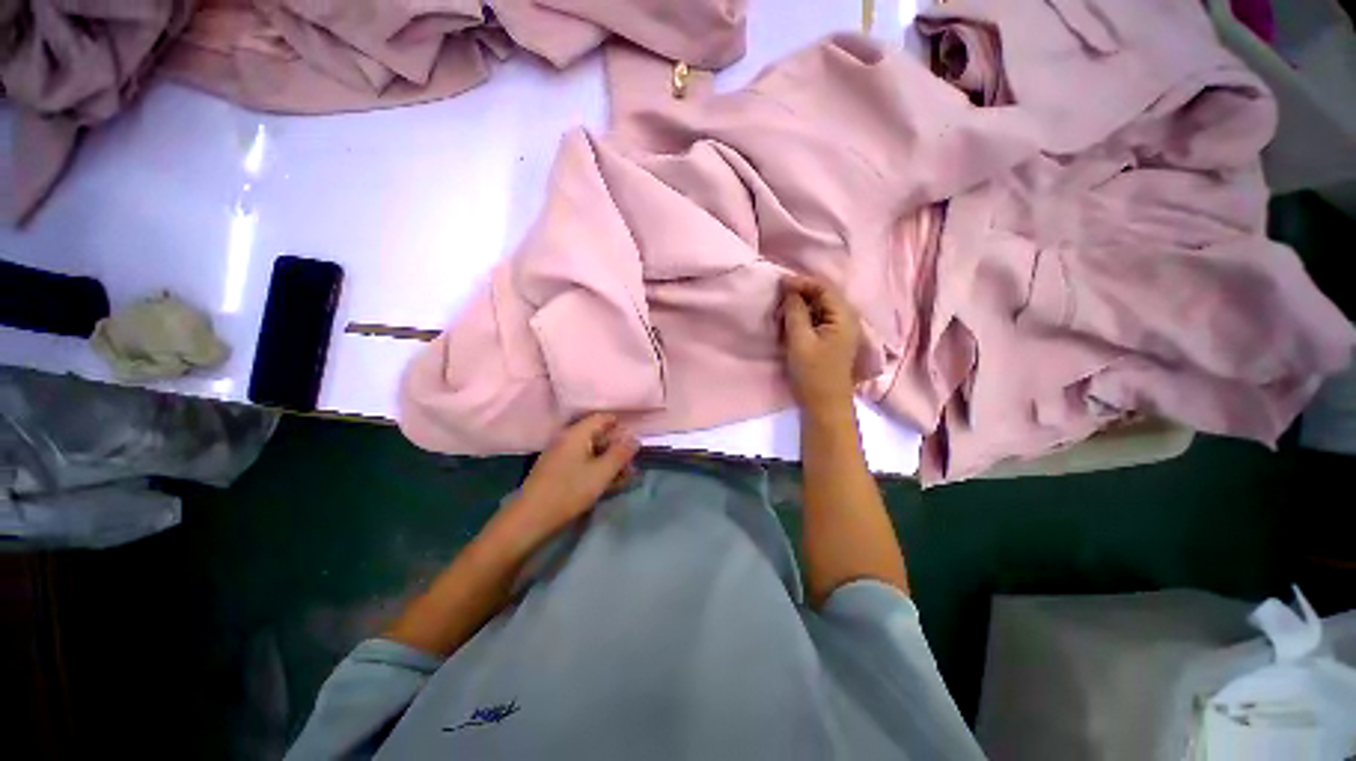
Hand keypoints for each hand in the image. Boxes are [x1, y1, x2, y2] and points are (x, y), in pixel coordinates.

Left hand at [507, 413, 638, 540]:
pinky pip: (583, 462)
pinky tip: (608, 484)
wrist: (530, 519)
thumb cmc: (569, 491)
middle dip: (617, 447)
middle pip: (598, 435)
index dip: (621, 426)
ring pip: (592, 451)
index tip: (635, 440)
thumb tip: (635, 438)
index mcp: (577, 433)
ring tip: (625, 477)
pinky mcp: (557, 471)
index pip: (603, 418)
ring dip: (609, 461)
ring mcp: (561, 455)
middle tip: (632, 464)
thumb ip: (621, 453)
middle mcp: (567, 439)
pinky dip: (597, 469)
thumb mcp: (602, 472)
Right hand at [779, 275, 860, 413]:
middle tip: (779, 296)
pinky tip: (791, 321)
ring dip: (802, 305)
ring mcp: (842, 330)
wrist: (825, 405)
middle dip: (801, 292)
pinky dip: (805, 317)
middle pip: (824, 295)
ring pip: (821, 307)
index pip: (823, 288)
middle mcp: (847, 319)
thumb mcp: (799, 340)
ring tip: (782, 308)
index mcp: (844, 317)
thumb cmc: (812, 373)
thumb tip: (789, 290)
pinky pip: (820, 319)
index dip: (801, 282)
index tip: (779, 283)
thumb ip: (795, 312)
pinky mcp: (834, 340)